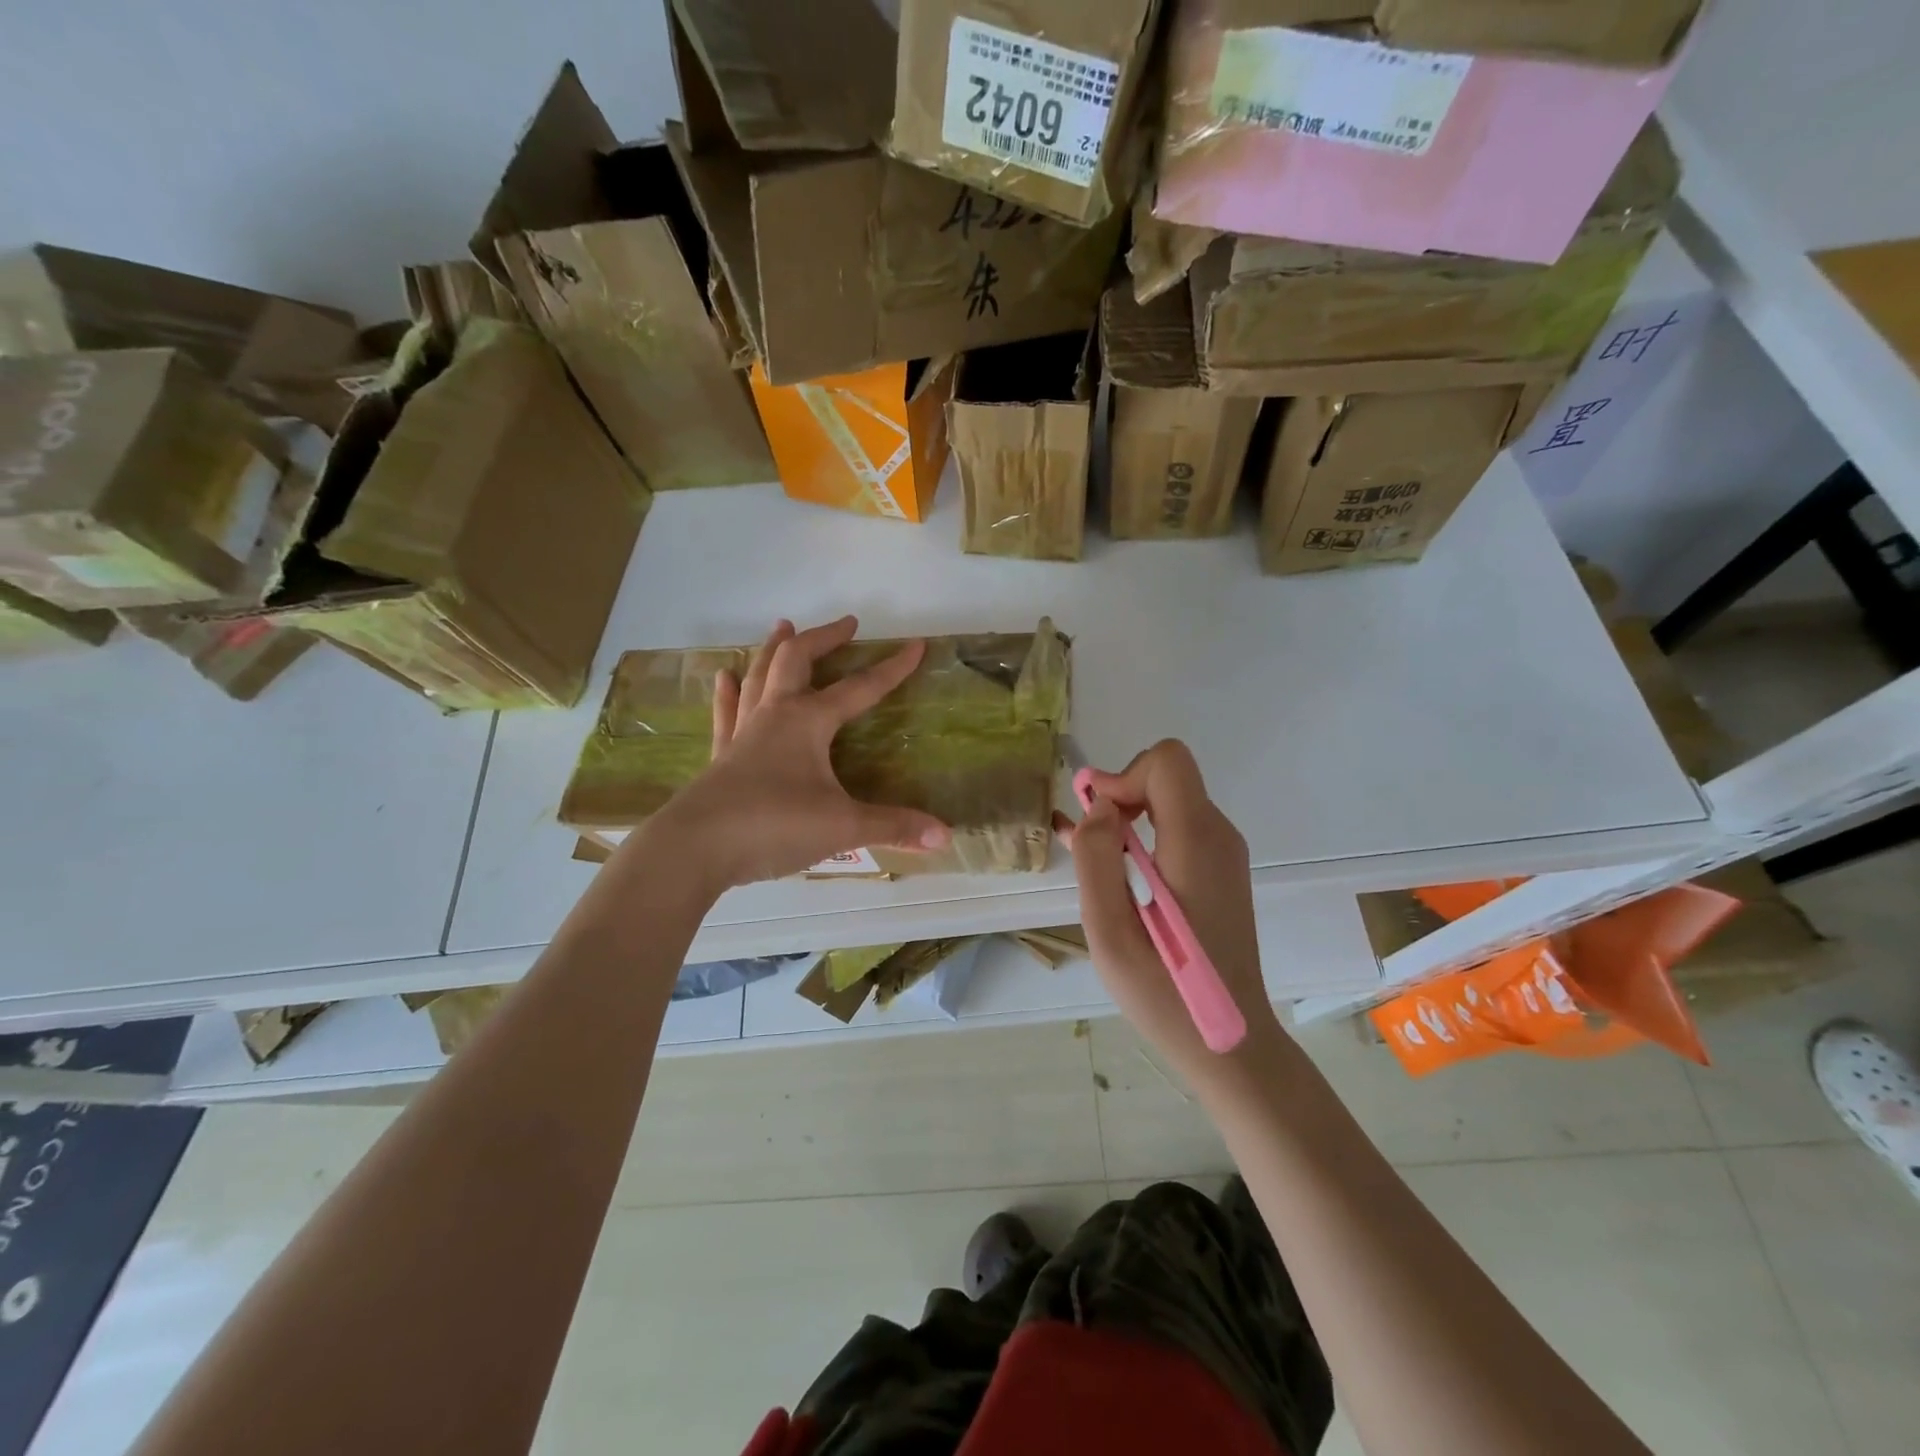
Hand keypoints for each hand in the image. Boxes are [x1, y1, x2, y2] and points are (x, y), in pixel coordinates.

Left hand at [645, 616, 950, 890]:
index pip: (859, 688)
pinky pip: (727, 713)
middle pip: (797, 661)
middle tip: (846, 624)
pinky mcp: (721, 756)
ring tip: (783, 625)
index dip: (891, 668)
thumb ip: (893, 827)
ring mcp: (743, 733)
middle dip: (824, 639)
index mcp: (808, 722)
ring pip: (759, 676)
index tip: (915, 646)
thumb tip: (945, 836)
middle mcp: (775, 715)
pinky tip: (725, 676)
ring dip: (774, 649)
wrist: (696, 847)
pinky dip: (730, 692)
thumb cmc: (774, 826)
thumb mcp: (842, 827)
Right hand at [1061, 740, 1282, 1085]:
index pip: (1166, 761)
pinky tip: (1112, 867)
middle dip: (1120, 795)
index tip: (1095, 821)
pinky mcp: (1220, 871)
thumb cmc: (1165, 996)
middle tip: (1087, 843)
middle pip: (1167, 776)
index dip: (1123, 776)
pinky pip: (1178, 827)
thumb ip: (1096, 859)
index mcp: (1195, 844)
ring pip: (1170, 799)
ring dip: (1127, 817)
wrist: (1230, 1045)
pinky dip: (1142, 834)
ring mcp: (1224, 854)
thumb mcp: (1110, 932)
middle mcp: (1218, 837)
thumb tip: (1098, 806)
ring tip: (1089, 858)